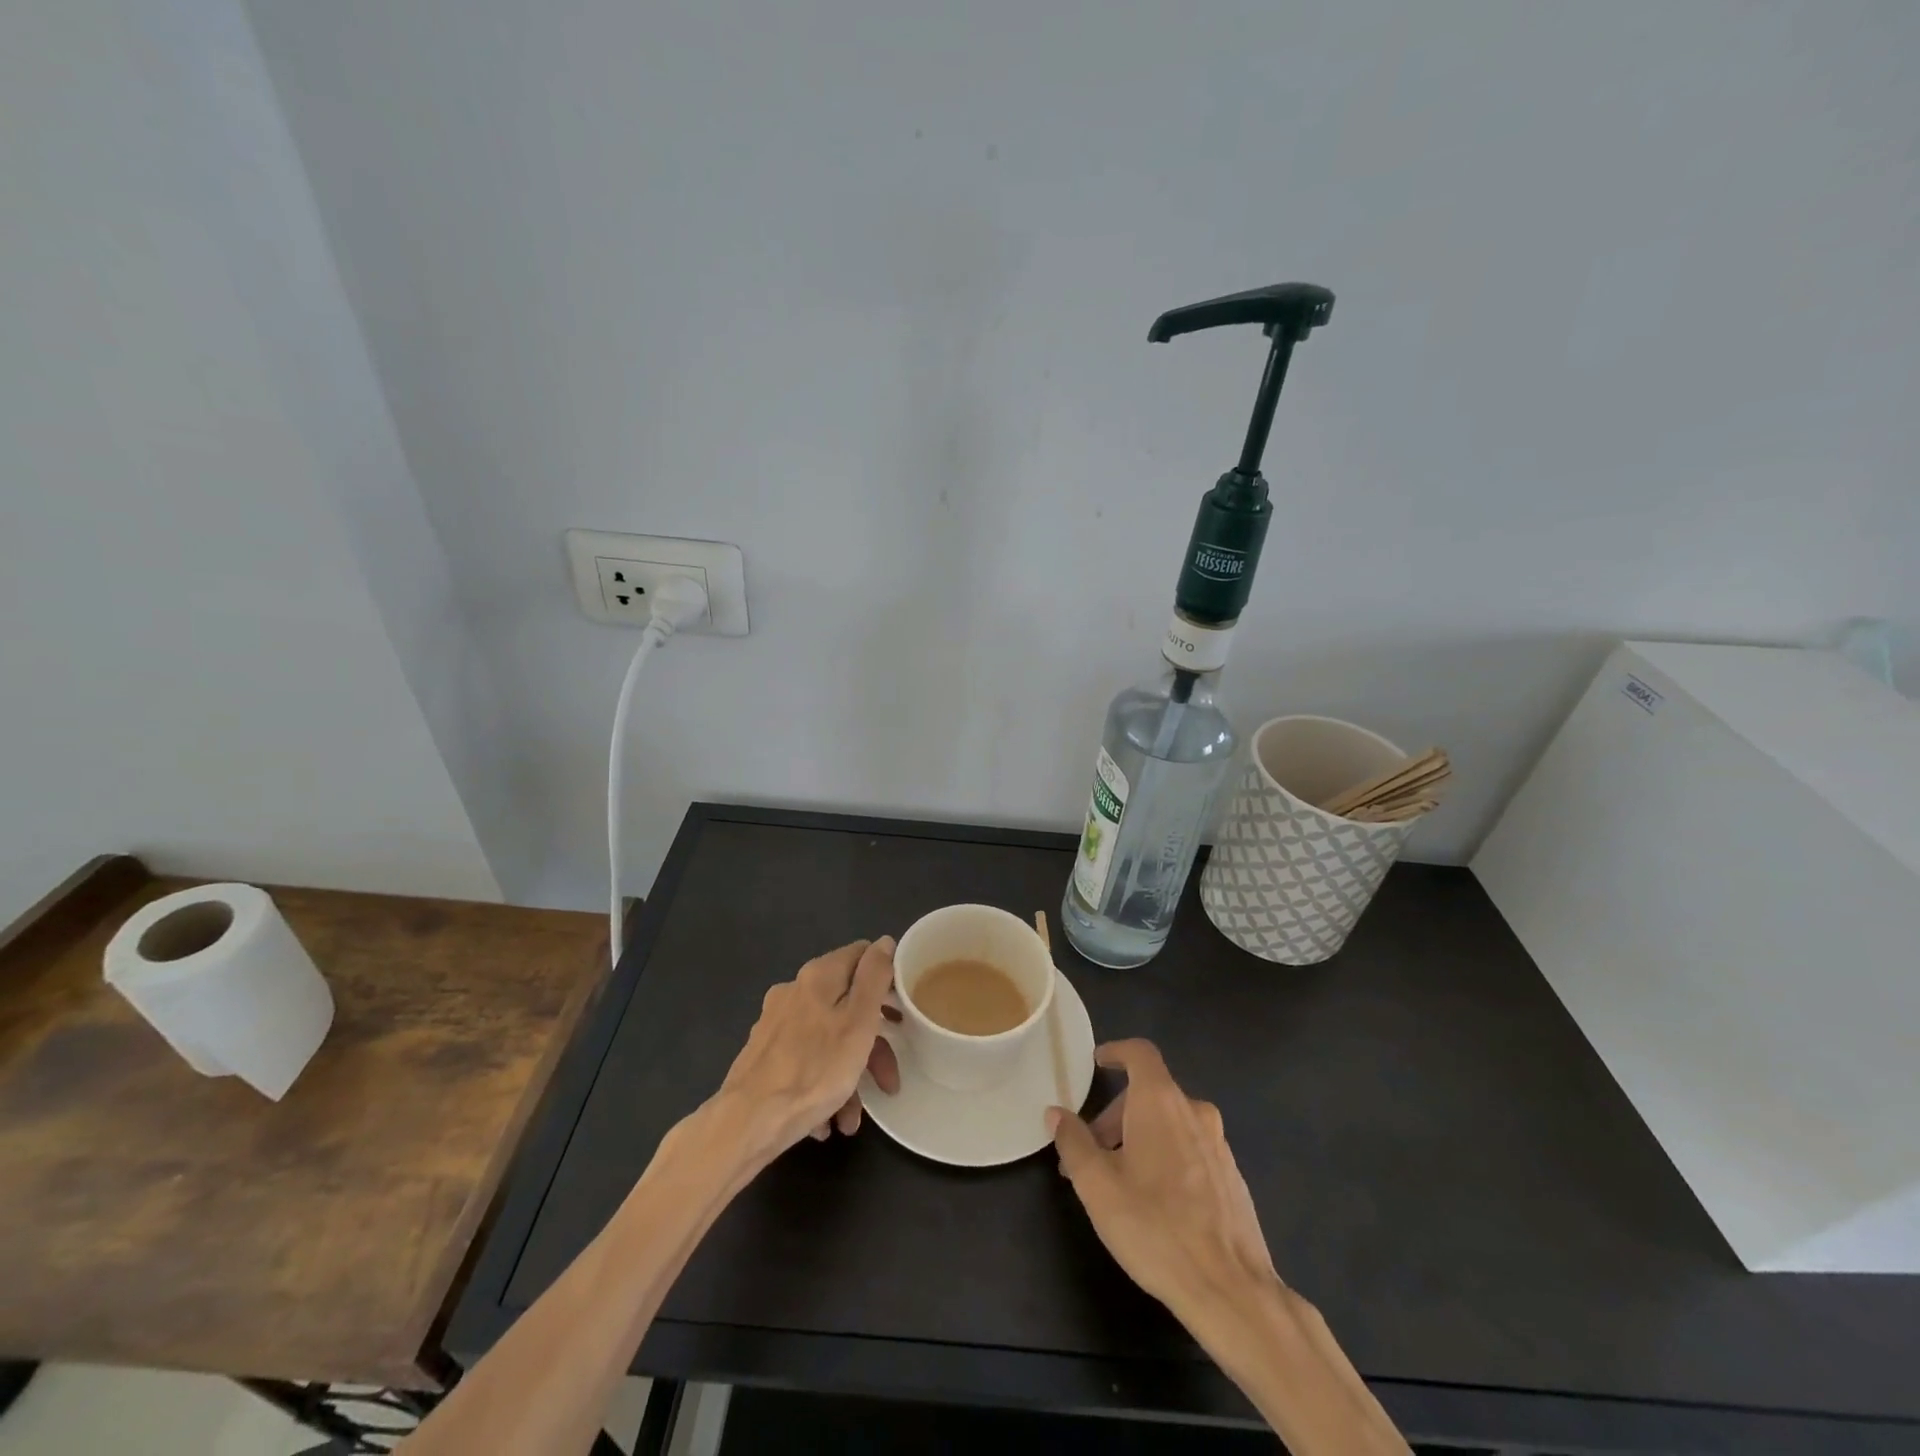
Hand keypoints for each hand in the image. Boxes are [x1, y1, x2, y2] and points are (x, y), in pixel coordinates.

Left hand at [716, 938, 900, 1157]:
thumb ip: (874, 978)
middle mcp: (794, 991)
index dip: (887, 979)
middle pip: (846, 1005)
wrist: (747, 1123)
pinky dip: (821, 1087)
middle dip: (872, 1045)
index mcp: (818, 976)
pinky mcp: (764, 1055)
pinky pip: (805, 1063)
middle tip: (888, 1080)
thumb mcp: (859, 1022)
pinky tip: (825, 1121)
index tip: (902, 1012)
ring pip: (827, 1040)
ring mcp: (776, 1024)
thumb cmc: (814, 1070)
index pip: (862, 956)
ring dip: (847, 1077)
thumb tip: (884, 942)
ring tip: (851, 1118)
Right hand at [1048, 1039, 1275, 1323]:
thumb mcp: (1098, 1186)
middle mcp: (1194, 1111)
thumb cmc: (1156, 1228)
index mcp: (1161, 1102)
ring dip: (1138, 1138)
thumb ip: (1073, 1142)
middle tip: (1091, 1153)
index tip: (1096, 1064)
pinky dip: (1165, 1157)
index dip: (1116, 1052)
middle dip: (1115, 1116)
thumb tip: (1057, 1113)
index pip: (1139, 1053)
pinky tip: (1154, 1202)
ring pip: (1169, 1123)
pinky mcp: (1231, 1176)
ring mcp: (1218, 1144)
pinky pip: (1189, 1148)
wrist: (1232, 1290)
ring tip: (1117, 1182)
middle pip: (1149, 1093)